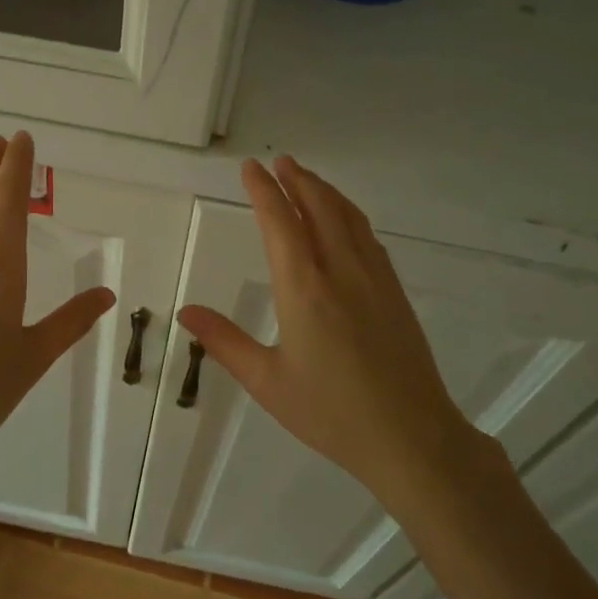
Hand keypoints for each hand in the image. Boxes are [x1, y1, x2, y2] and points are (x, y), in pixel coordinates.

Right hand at [178, 157, 498, 508]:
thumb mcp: (267, 382)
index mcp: (304, 290)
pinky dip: (349, 215)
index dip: (264, 192)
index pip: (280, 224)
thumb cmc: (331, 413)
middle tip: (279, 162)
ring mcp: (374, 280)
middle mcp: (341, 272)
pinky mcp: (395, 293)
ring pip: (349, 218)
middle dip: (297, 181)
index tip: (250, 168)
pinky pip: (369, 238)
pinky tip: (345, 222)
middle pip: (319, 209)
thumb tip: (186, 312)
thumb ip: (225, 342)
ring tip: (306, 179)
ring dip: (325, 192)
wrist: (411, 437)